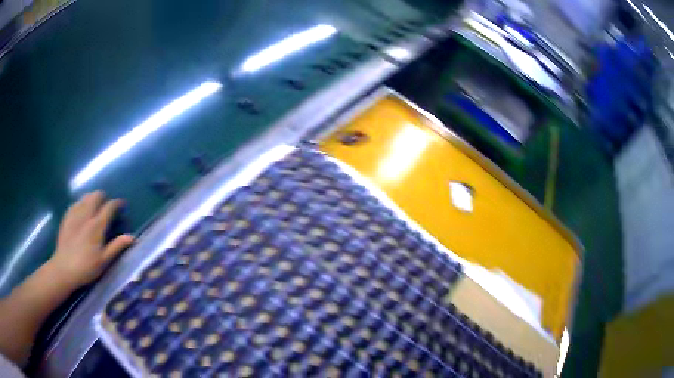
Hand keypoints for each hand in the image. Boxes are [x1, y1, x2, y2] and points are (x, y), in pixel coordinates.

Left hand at [47, 191, 134, 289]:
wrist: (64, 269)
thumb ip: (117, 246)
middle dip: (103, 197)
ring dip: (92, 198)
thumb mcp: (104, 261)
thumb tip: (131, 237)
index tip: (122, 205)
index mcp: (97, 225)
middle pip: (96, 196)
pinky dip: (82, 203)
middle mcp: (86, 215)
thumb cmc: (86, 267)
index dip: (117, 203)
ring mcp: (75, 214)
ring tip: (95, 207)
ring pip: (85, 197)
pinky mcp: (67, 217)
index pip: (109, 207)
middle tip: (107, 205)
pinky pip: (76, 203)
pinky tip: (82, 210)